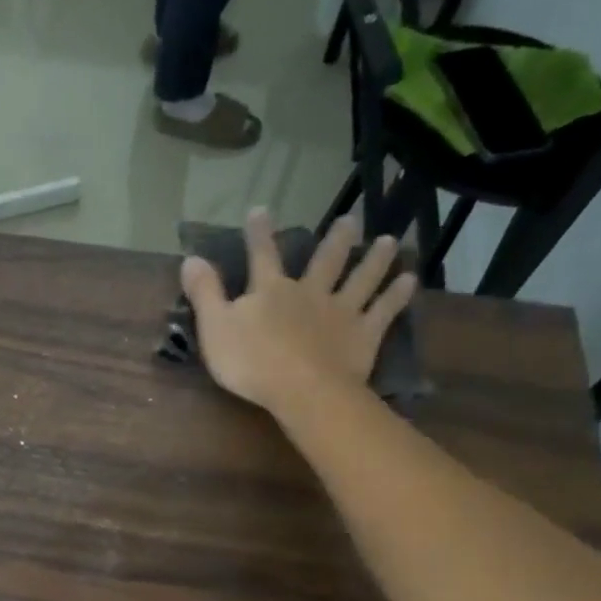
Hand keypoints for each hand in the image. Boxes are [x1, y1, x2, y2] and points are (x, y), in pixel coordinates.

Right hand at [182, 208, 417, 418]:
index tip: (261, 210)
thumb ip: (204, 293)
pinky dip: (398, 295)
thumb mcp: (215, 328)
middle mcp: (309, 292)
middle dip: (336, 240)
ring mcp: (341, 312)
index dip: (259, 233)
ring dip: (375, 259)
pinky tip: (410, 280)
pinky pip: (384, 310)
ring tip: (390, 241)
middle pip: (325, 260)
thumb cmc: (252, 363)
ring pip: (361, 278)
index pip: (262, 255)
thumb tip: (190, 258)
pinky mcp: (364, 334)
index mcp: (271, 291)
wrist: (302, 390)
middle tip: (350, 220)